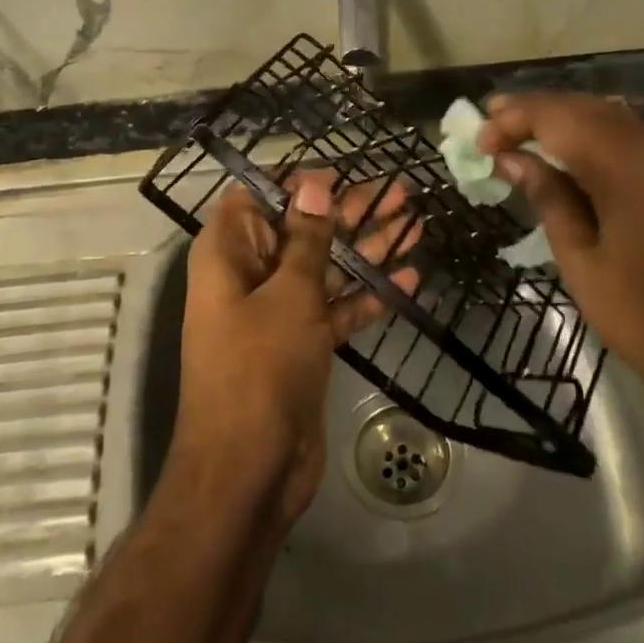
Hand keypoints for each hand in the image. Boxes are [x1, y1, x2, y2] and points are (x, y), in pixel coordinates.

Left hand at [171, 172, 416, 529]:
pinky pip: (336, 308)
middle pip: (302, 229)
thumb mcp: (288, 294)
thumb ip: (306, 238)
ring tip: (415, 223)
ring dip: (367, 249)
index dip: (298, 182)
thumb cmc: (260, 367)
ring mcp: (278, 312)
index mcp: (228, 254)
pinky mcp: (303, 344)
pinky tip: (410, 279)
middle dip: (349, 211)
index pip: (257, 197)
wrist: (250, 470)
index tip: (343, 172)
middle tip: (401, 192)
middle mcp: (250, 276)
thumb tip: (313, 184)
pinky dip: (367, 295)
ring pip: (325, 267)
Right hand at [478, 93, 643, 483]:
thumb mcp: (582, 261)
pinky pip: (643, 141)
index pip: (558, 115)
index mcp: (630, 162)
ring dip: (570, 124)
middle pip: (588, 108)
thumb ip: (548, 197)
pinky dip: (604, 142)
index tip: (479, 142)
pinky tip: (580, 161)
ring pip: (617, 120)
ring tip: (527, 140)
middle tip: (494, 127)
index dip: (512, 119)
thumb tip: (513, 159)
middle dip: (537, 113)